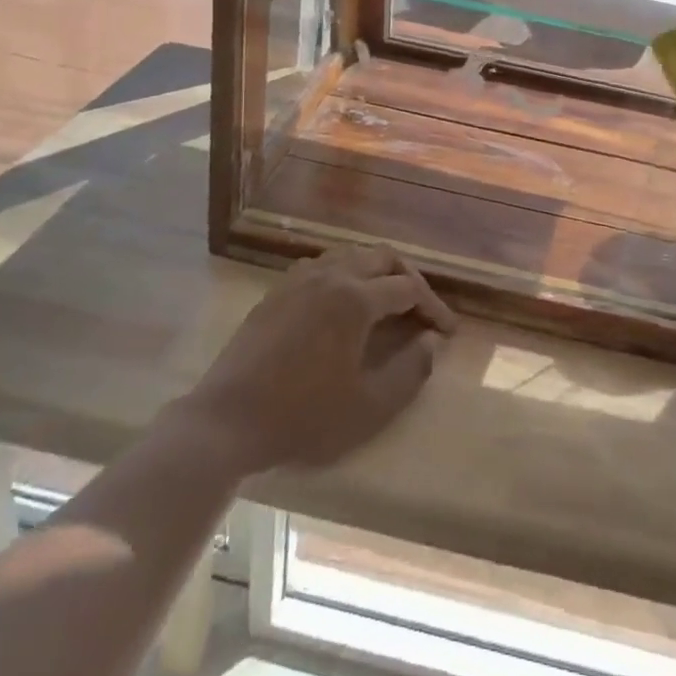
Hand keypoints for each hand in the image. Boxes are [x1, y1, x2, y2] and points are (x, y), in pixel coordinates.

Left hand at [182, 246, 457, 476]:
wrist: (227, 420)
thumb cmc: (303, 417)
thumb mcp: (369, 406)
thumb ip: (410, 371)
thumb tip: (432, 342)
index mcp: (356, 298)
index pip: (409, 288)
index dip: (434, 307)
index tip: (448, 332)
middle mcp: (331, 275)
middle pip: (383, 258)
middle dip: (410, 279)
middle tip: (423, 310)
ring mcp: (300, 279)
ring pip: (351, 255)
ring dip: (378, 271)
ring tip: (389, 302)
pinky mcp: (278, 290)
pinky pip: (323, 265)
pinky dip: (346, 273)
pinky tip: (344, 302)